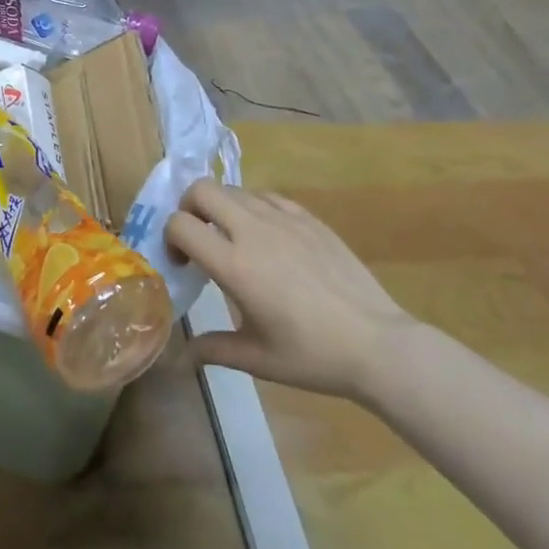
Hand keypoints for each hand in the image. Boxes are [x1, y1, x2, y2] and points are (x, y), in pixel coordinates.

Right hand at [164, 181, 415, 401]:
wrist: (378, 345)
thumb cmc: (313, 356)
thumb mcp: (257, 359)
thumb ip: (214, 349)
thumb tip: (184, 355)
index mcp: (234, 265)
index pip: (180, 224)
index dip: (170, 238)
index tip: (181, 262)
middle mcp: (253, 231)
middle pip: (202, 189)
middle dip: (189, 208)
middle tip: (198, 238)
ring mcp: (284, 220)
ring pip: (234, 189)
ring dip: (221, 208)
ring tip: (233, 239)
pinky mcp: (309, 219)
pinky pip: (268, 197)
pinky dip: (254, 208)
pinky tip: (267, 237)